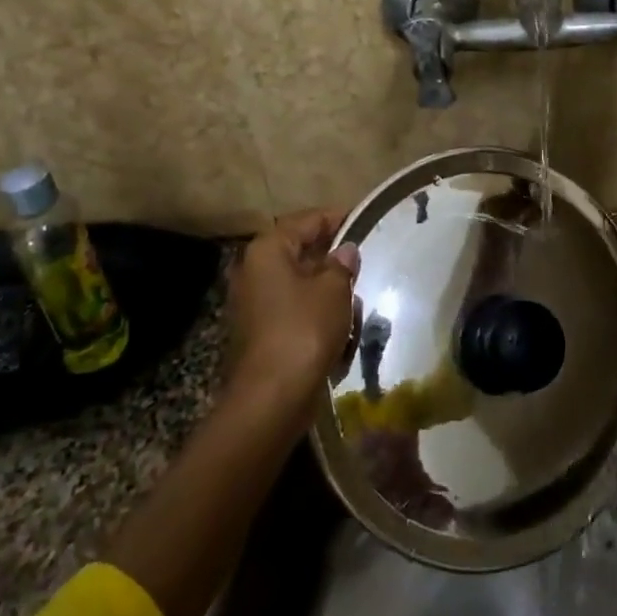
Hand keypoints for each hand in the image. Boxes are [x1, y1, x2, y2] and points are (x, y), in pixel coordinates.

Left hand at [227, 210, 359, 402]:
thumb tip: (345, 252)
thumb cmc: (304, 329)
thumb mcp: (333, 289)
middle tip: (362, 262)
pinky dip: (316, 313)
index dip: (336, 218)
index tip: (363, 220)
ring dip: (327, 289)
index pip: (306, 221)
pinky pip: (294, 310)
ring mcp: (253, 303)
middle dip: (332, 258)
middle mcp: (254, 271)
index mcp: (267, 250)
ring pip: (299, 284)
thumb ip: (341, 264)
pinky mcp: (260, 332)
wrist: (272, 397)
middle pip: (300, 252)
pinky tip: (339, 328)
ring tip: (355, 300)